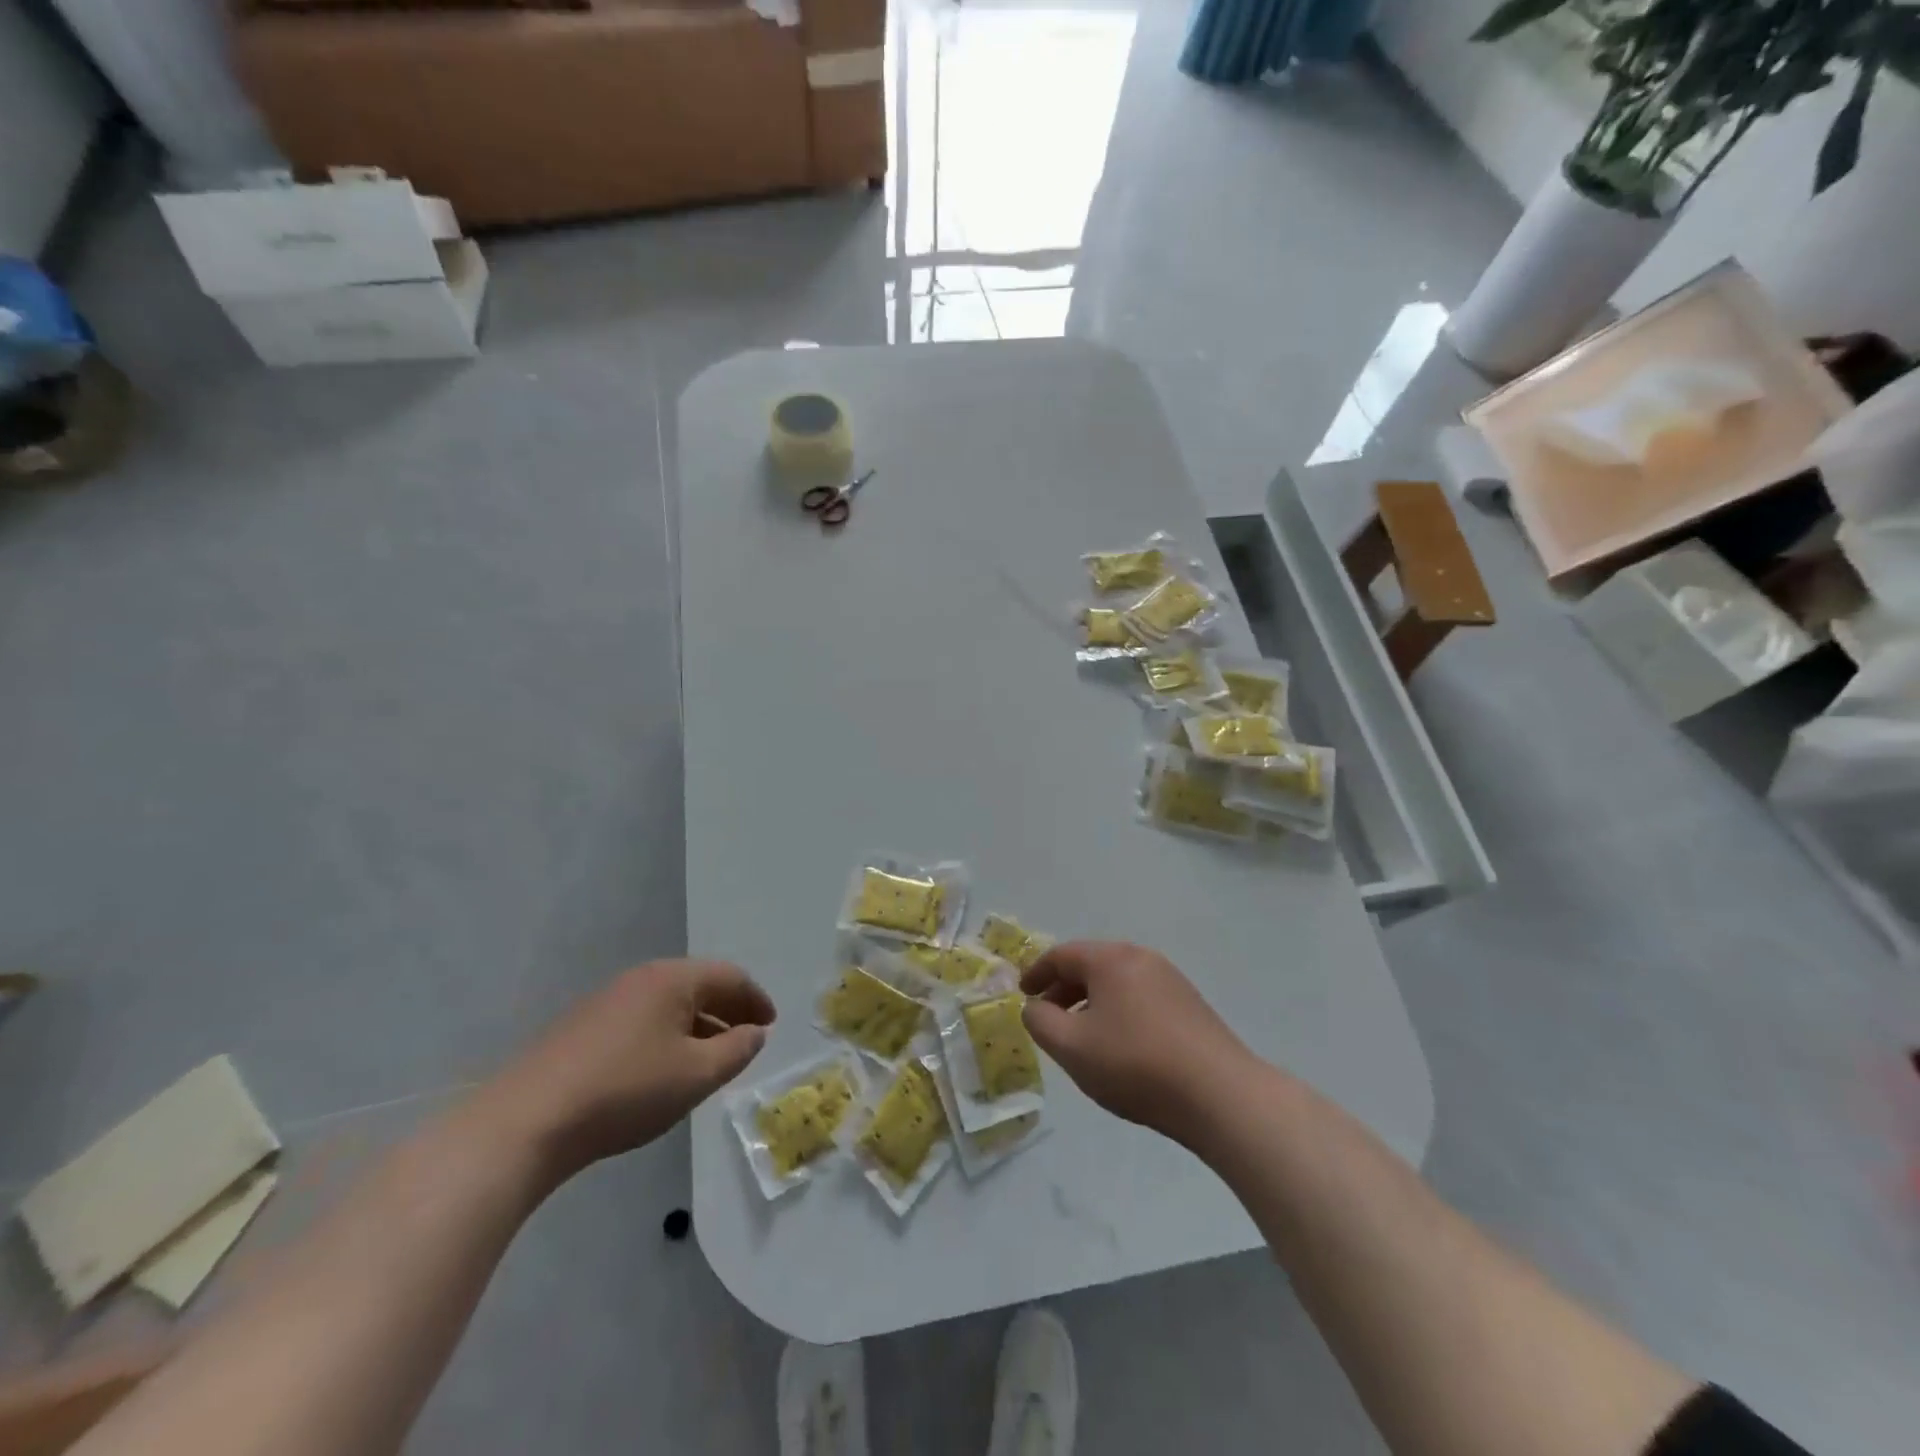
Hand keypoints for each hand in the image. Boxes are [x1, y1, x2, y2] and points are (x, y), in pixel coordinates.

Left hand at [487, 959, 774, 1179]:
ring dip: (698, 1025)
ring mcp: (607, 1001)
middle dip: (728, 1010)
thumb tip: (756, 1032)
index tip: (771, 1025)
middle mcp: (641, 978)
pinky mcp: (582, 1028)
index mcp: (673, 979)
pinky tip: (663, 1069)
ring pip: (669, 1005)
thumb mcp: (696, 1075)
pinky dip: (667, 1035)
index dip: (756, 999)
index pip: (730, 977)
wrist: (526, 1122)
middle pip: (698, 986)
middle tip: (747, 1039)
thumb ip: (736, 1050)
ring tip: (711, 1058)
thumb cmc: (626, 1090)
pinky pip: (642, 1020)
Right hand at [1022, 941, 1255, 1145]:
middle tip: (1048, 1018)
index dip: (1036, 973)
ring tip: (1082, 1036)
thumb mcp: (1071, 1047)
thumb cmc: (1135, 1064)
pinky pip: (1140, 996)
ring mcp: (1170, 979)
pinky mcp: (1189, 1004)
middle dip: (1063, 989)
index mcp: (1110, 959)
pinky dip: (1118, 1011)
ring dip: (1091, 1002)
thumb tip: (1034, 1007)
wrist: (1220, 1094)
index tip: (1023, 995)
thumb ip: (1040, 1021)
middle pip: (1091, 965)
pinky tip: (1120, 1045)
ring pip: (1117, 982)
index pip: (1061, 955)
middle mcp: (1140, 957)